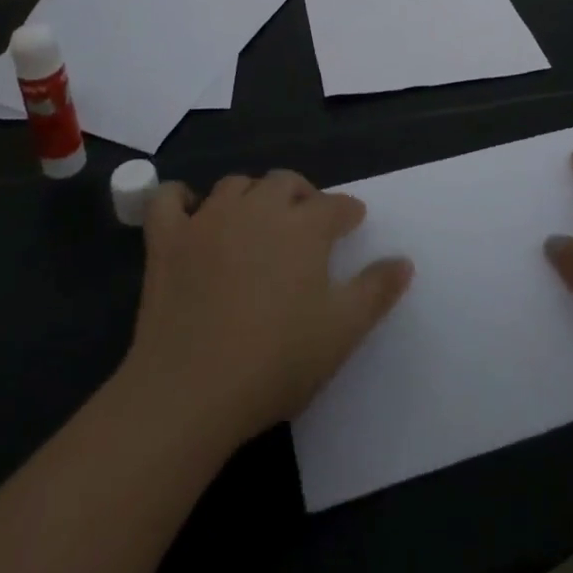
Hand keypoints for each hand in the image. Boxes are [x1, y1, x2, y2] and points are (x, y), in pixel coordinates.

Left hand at [124, 170, 413, 444]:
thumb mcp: (342, 332)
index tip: (353, 222)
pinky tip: (190, 211)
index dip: (348, 212)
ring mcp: (208, 219)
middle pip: (285, 182)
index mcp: (304, 227)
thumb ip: (376, 291)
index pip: (335, 205)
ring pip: (236, 185)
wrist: (191, 390)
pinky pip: (169, 199)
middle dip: (302, 194)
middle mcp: (258, 208)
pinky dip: (180, 197)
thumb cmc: (276, 361)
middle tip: (306, 221)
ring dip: (252, 194)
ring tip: (257, 217)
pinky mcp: (168, 239)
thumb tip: (404, 260)